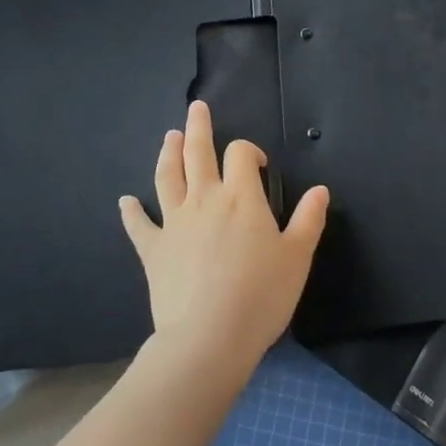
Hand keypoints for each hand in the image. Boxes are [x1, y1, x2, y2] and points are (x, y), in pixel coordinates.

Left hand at [120, 100, 328, 380]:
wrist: (208, 338)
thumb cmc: (261, 295)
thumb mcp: (297, 257)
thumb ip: (308, 219)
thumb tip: (321, 190)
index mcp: (241, 197)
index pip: (240, 154)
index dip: (249, 151)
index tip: (258, 165)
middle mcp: (205, 199)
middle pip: (198, 153)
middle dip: (198, 128)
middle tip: (195, 108)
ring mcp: (174, 223)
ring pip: (167, 178)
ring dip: (168, 154)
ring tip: (169, 137)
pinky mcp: (153, 250)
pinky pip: (139, 226)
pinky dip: (132, 212)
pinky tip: (125, 201)